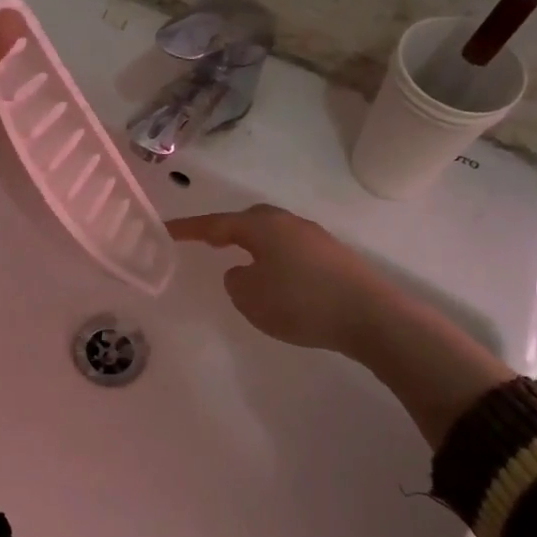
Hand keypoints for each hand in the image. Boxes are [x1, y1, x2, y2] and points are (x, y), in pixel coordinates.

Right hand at [167, 205, 389, 354]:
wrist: (370, 316)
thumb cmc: (301, 302)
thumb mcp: (250, 297)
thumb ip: (236, 281)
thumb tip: (243, 271)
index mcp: (263, 226)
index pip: (216, 224)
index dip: (188, 228)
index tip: (166, 229)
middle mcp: (288, 223)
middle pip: (249, 220)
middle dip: (226, 230)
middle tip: (207, 242)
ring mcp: (315, 238)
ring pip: (273, 235)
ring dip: (253, 246)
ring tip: (242, 265)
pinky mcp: (333, 257)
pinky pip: (291, 251)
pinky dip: (275, 260)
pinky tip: (278, 281)